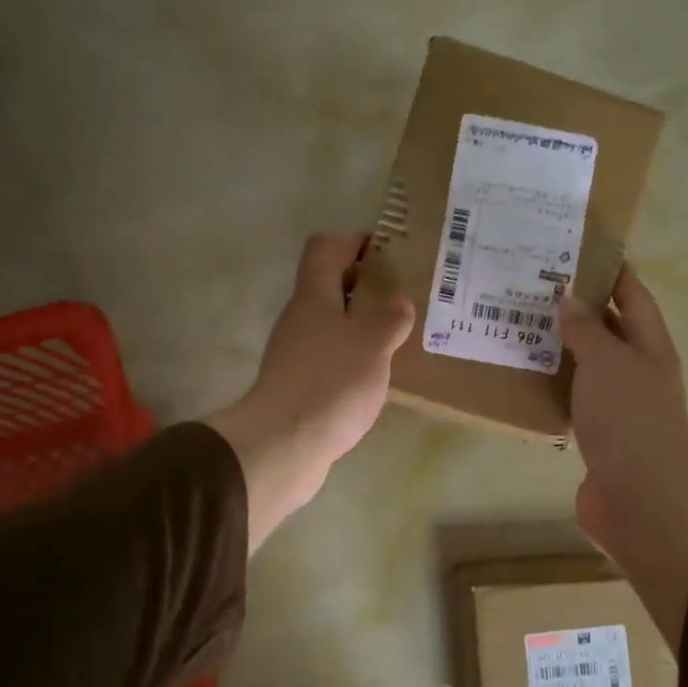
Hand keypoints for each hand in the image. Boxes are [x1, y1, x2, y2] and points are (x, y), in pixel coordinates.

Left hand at [206, 235, 414, 551]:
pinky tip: (376, 376)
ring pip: (331, 325)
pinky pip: (330, 358)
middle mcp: (299, 319)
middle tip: (403, 296)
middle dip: (364, 286)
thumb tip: (398, 302)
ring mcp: (295, 354)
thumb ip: (389, 317)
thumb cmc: (331, 383)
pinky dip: (352, 357)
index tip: (387, 251)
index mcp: (314, 296)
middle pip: (328, 286)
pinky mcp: (297, 386)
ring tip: (398, 337)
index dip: (353, 242)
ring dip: (360, 325)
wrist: (284, 445)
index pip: (325, 248)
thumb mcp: (372, 343)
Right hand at [560, 267, 687, 648]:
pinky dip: (553, 388)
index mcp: (650, 348)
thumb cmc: (629, 419)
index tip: (581, 249)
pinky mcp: (598, 438)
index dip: (613, 272)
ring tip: (520, 326)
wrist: (641, 498)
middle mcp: (637, 373)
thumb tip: (569, 298)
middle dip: (579, 309)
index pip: (633, 297)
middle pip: (610, 331)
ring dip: (561, 350)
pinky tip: (524, 380)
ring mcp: (618, 408)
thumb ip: (587, 329)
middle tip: (536, 286)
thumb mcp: (608, 362)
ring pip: (588, 367)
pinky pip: (573, 401)